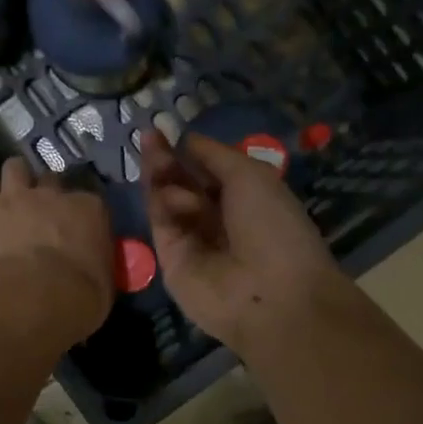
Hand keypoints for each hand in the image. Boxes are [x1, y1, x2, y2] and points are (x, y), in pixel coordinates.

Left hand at [0, 158, 114, 342]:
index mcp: (89, 211)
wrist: (28, 302)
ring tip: (7, 196)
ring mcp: (13, 196)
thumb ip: (97, 264)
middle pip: (50, 179)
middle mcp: (52, 194)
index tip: (75, 228)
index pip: (88, 201)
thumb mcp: (103, 286)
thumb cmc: (75, 301)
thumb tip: (92, 266)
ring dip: (13, 179)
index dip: (79, 213)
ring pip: (14, 168)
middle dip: (45, 193)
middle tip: (39, 215)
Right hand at [140, 130, 343, 349]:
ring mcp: (192, 240)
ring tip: (158, 159)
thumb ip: (214, 155)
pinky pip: (161, 223)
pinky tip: (171, 194)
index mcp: (245, 199)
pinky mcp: (170, 259)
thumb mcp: (251, 175)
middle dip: (167, 159)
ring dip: (162, 176)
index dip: (187, 151)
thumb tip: (186, 140)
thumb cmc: (272, 226)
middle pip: (182, 183)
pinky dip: (163, 204)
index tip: (165, 130)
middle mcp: (217, 218)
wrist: (271, 293)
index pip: (207, 170)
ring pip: (167, 200)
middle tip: (149, 136)